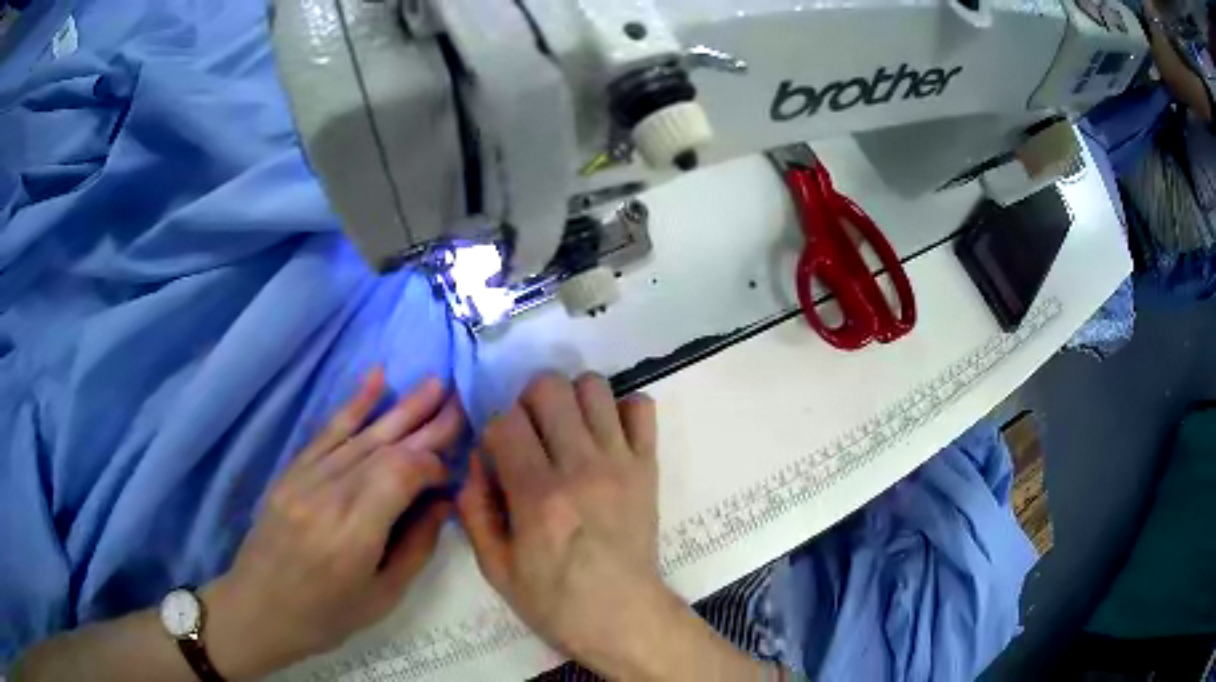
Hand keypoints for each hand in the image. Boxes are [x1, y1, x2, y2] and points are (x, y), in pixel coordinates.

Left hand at [204, 369, 463, 679]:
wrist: (260, 608)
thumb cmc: (327, 616)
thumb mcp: (383, 597)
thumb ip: (416, 547)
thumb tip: (442, 501)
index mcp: (353, 535)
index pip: (400, 475)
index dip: (431, 464)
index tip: (451, 470)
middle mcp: (328, 496)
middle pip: (384, 448)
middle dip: (426, 424)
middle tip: (460, 402)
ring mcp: (304, 478)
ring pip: (361, 434)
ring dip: (401, 408)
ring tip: (435, 384)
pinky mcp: (291, 471)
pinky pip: (326, 431)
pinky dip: (353, 404)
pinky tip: (376, 378)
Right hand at [457, 372, 677, 675]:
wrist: (623, 617)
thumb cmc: (554, 601)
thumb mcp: (495, 568)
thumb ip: (474, 509)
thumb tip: (477, 461)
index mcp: (538, 497)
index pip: (506, 422)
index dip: (493, 433)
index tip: (498, 456)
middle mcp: (581, 468)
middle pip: (549, 388)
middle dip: (527, 402)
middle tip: (529, 434)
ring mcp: (621, 463)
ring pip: (593, 386)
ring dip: (571, 400)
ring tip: (566, 431)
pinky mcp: (649, 466)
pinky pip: (641, 407)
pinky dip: (620, 410)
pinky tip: (605, 437)